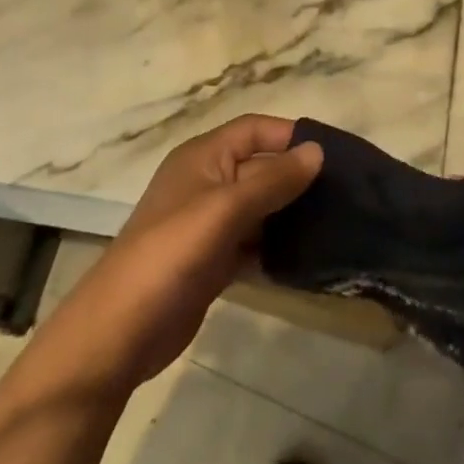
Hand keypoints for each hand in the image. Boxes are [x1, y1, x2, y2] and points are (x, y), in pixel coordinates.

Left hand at [40, 115, 322, 402]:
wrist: (119, 334)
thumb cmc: (170, 253)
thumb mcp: (225, 209)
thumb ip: (273, 179)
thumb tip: (317, 151)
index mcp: (203, 156)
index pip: (254, 129)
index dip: (290, 136)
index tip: (332, 153)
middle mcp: (207, 182)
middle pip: (260, 167)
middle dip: (297, 176)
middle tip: (344, 192)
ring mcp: (208, 224)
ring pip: (260, 207)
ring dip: (291, 213)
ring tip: (335, 222)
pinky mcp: (212, 261)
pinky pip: (253, 242)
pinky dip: (276, 246)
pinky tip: (307, 256)